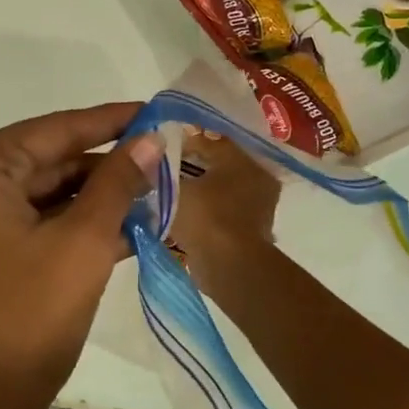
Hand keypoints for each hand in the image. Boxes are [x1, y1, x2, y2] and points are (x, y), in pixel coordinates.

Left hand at [0, 103, 161, 408]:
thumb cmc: (22, 324)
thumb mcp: (82, 246)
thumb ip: (117, 183)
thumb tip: (149, 140)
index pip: (54, 130)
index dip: (110, 121)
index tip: (154, 112)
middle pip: (43, 161)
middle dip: (103, 168)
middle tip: (160, 165)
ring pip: (36, 194)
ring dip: (90, 200)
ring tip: (149, 199)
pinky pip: (22, 222)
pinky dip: (65, 226)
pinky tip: (118, 230)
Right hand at [168, 132, 282, 297]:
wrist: (230, 267)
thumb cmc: (206, 218)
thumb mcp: (175, 189)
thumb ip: (162, 173)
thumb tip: (150, 162)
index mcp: (243, 159)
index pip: (209, 141)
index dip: (180, 143)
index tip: (157, 150)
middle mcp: (256, 178)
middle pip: (216, 165)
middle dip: (189, 167)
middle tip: (161, 172)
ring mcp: (258, 206)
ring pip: (219, 189)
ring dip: (197, 191)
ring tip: (167, 195)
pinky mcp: (251, 231)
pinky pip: (222, 212)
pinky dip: (204, 212)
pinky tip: (182, 215)